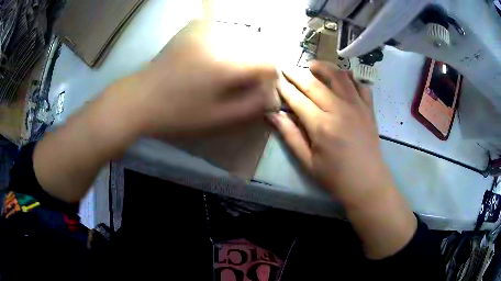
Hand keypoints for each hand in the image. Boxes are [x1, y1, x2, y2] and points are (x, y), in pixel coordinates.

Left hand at [108, 20, 277, 136]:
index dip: (269, 78)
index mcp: (227, 63)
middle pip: (256, 48)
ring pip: (240, 39)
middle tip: (242, 84)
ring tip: (226, 74)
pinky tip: (213, 59)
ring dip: (241, 56)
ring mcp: (204, 30)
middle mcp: (219, 39)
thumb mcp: (218, 117)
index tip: (259, 90)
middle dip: (255, 68)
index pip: (268, 62)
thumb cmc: (178, 113)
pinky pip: (221, 32)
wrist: (140, 98)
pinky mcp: (193, 29)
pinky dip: (225, 45)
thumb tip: (272, 96)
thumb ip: (252, 106)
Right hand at [271, 61, 416, 258]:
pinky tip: (343, 80)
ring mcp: (357, 107)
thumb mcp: (308, 162)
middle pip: (314, 83)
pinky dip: (351, 79)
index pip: (298, 99)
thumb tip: (273, 115)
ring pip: (339, 77)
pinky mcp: (369, 109)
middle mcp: (339, 110)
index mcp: (321, 125)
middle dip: (297, 73)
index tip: (276, 79)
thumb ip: (290, 136)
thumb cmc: (336, 177)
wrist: (368, 183)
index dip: (285, 88)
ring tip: (313, 65)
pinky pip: (361, 85)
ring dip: (324, 67)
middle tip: (286, 66)